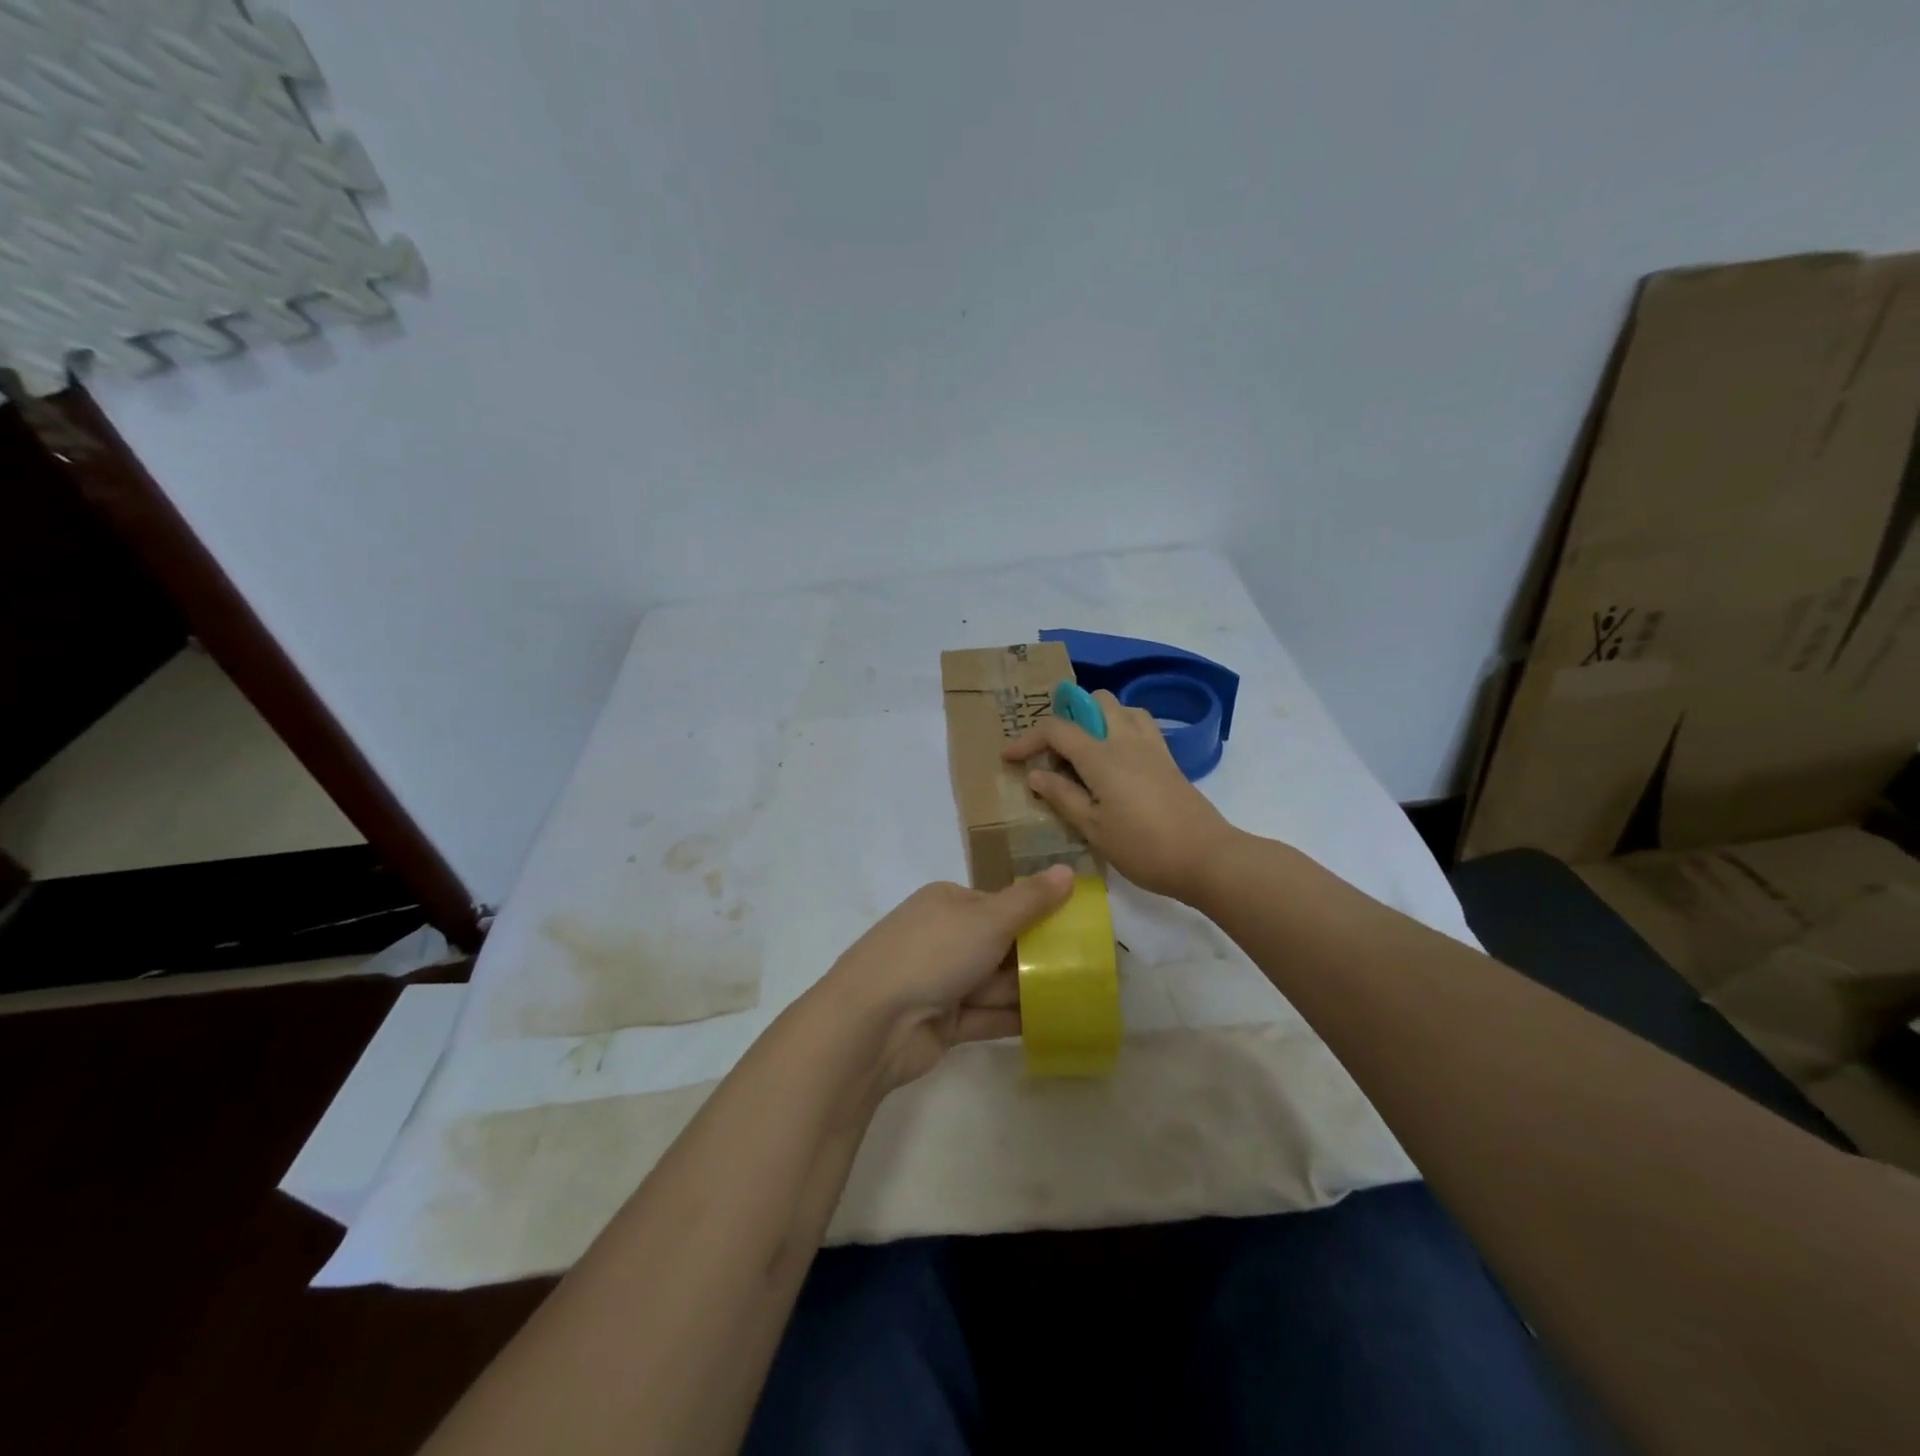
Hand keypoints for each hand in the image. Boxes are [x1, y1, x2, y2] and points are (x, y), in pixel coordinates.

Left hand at [816, 865, 1074, 1092]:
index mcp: (948, 903)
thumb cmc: (932, 955)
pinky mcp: (944, 1022)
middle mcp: (944, 937)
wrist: (872, 1022)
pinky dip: (1016, 1019)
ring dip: (1031, 990)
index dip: (1037, 916)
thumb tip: (1068, 870)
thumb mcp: (988, 919)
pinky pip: (988, 1016)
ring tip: (1082, 997)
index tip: (1076, 930)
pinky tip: (1055, 1024)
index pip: (1000, 905)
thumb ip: (1031, 900)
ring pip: (996, 982)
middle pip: (1001, 945)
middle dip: (1038, 957)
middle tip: (1087, 968)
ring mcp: (941, 981)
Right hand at [1003, 691, 1238, 902]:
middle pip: (1094, 701)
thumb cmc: (1143, 847)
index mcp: (1101, 756)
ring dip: (1097, 718)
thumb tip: (1036, 775)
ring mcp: (1151, 746)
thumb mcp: (1093, 828)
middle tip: (1054, 750)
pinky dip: (1120, 728)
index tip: (1009, 757)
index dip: (1027, 739)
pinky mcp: (1168, 759)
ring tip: (1084, 750)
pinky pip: (1140, 724)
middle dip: (1067, 716)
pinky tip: (1115, 760)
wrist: (1206, 857)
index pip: (1056, 729)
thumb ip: (1062, 796)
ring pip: (1121, 708)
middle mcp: (1126, 739)